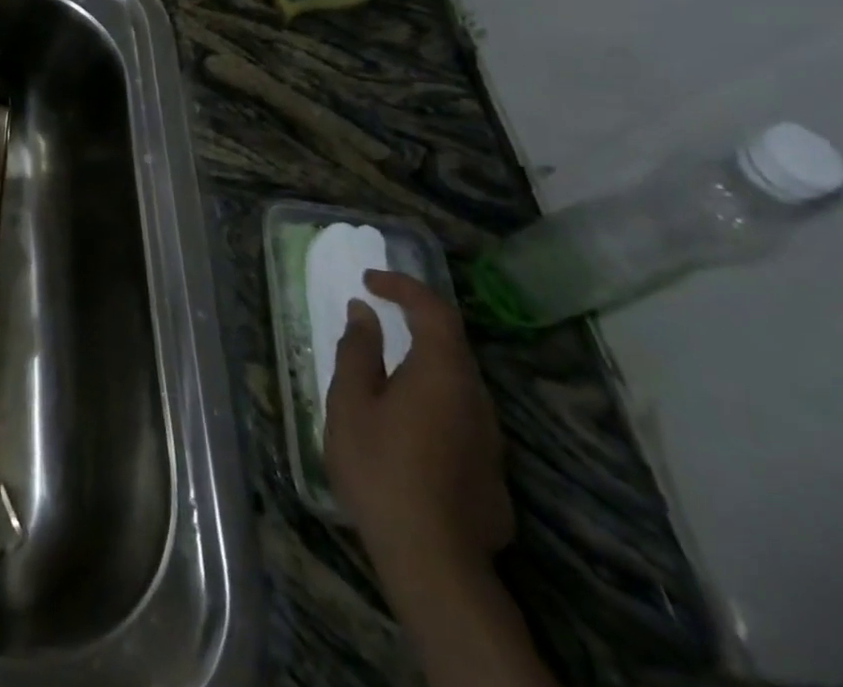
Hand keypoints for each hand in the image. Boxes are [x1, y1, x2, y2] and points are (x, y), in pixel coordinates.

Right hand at [324, 270, 513, 578]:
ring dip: (423, 363)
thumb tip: (364, 313)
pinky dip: (432, 399)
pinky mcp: (491, 472)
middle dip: (414, 322)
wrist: (434, 562)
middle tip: (376, 316)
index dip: (402, 286)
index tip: (369, 281)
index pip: (433, 310)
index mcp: (442, 373)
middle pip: (451, 345)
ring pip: (458, 383)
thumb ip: (358, 352)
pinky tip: (405, 424)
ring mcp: (490, 439)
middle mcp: (476, 398)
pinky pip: (461, 416)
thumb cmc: (381, 468)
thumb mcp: (351, 403)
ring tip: (383, 370)